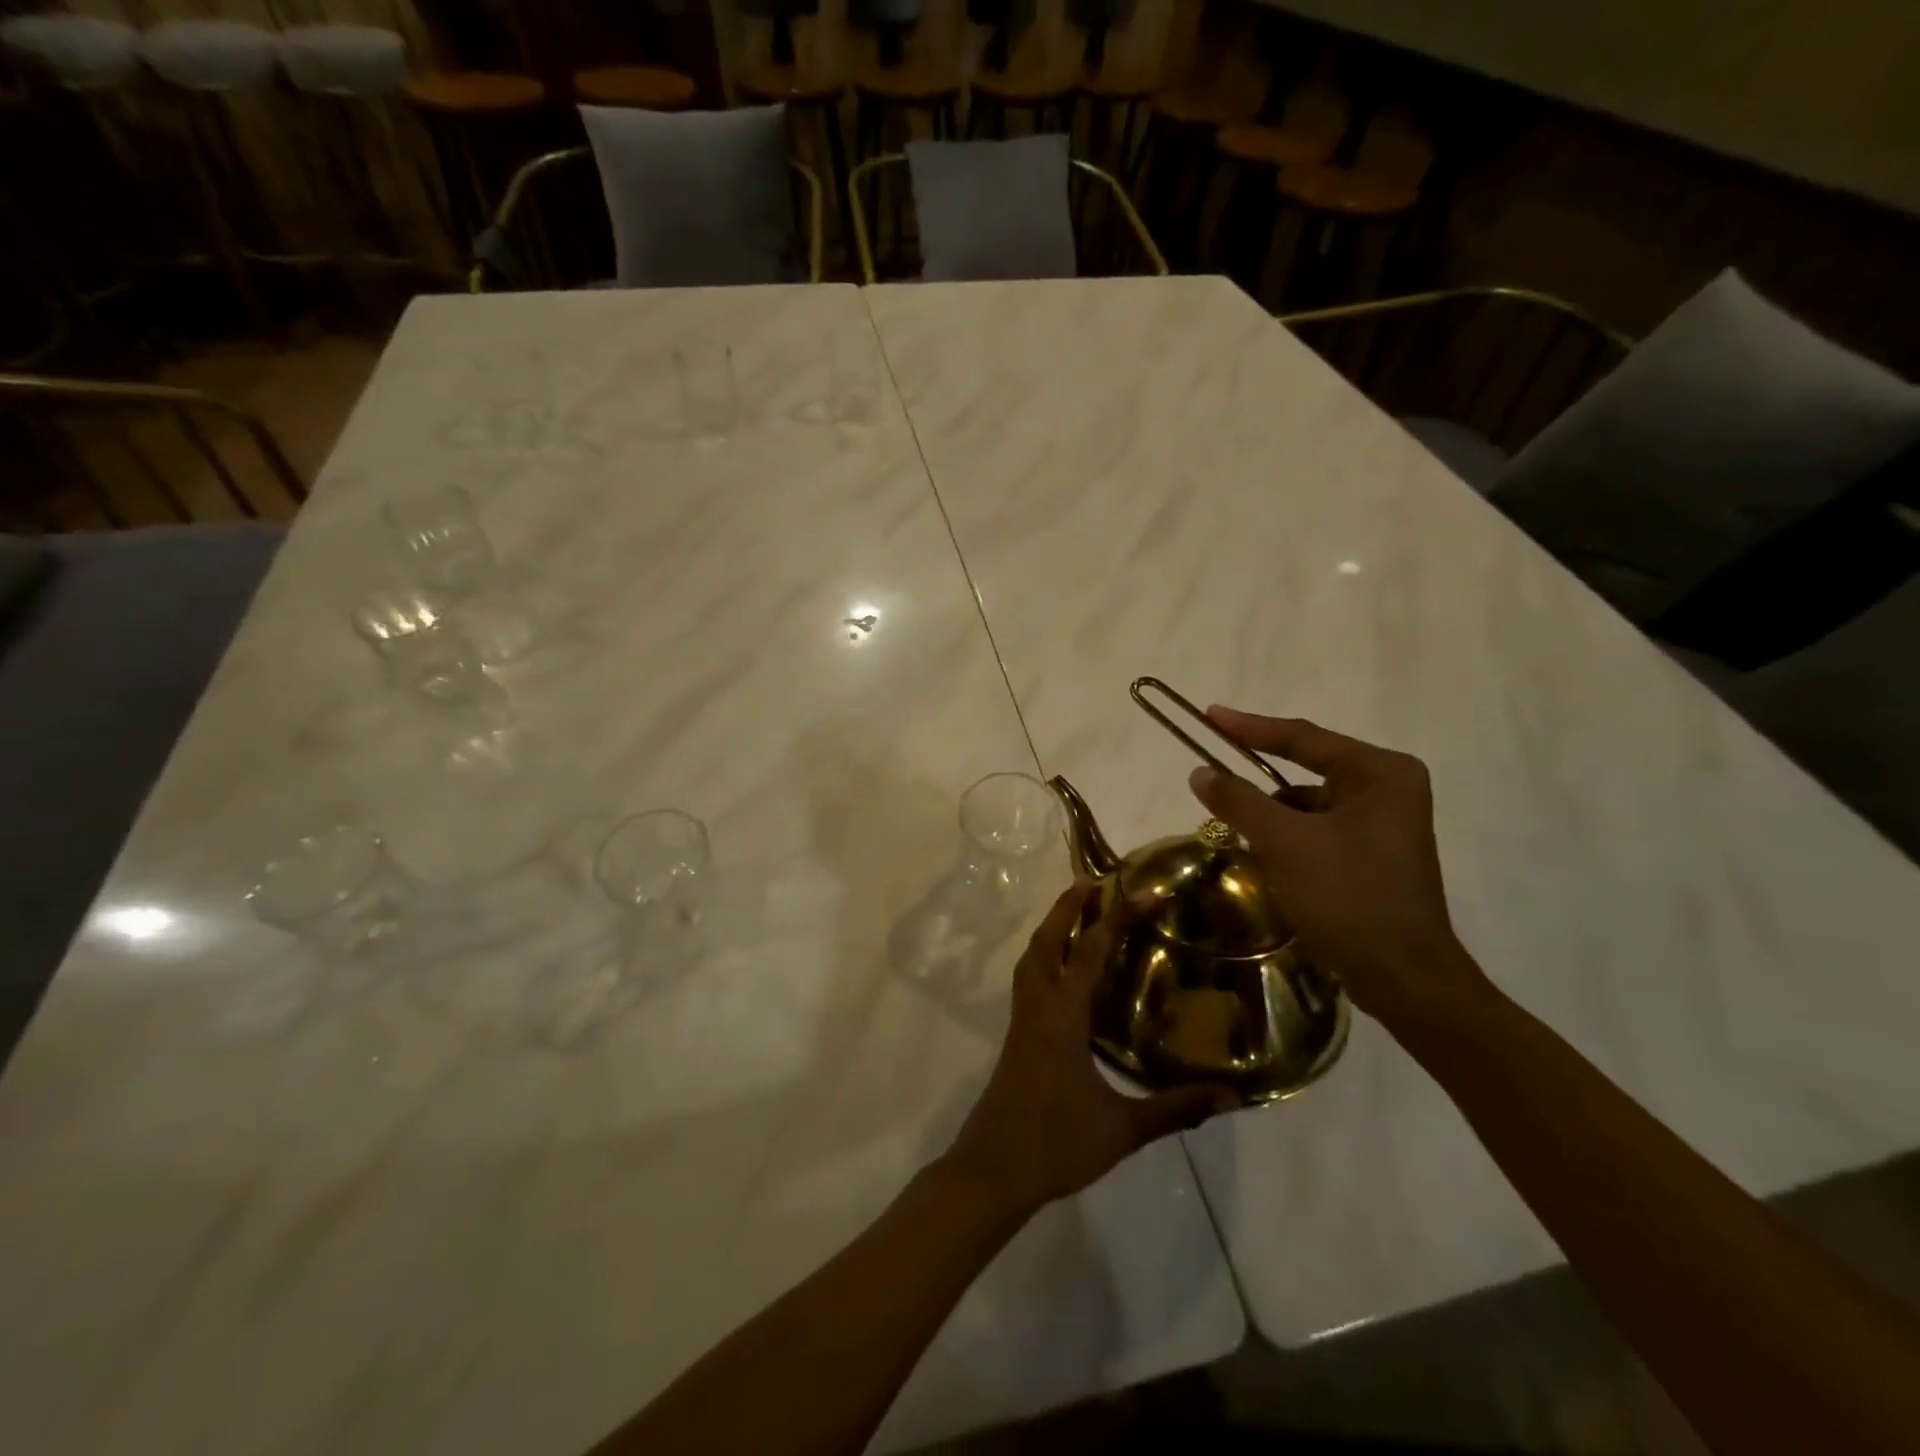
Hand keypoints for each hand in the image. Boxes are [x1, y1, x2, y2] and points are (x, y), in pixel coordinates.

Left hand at [941, 883, 1239, 1216]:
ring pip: (1032, 958)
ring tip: (1075, 912)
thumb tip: (1230, 1096)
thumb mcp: (1121, 1129)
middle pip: (1047, 941)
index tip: (1145, 893)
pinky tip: (1066, 974)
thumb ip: (1174, 1109)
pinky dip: (1046, 958)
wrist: (992, 1170)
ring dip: (1052, 929)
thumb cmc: (1055, 1144)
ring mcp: (1022, 1020)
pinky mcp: (1017, 1036)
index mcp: (1061, 1016)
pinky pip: (1031, 980)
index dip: (1118, 918)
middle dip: (1067, 907)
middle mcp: (1038, 1007)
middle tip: (1092, 881)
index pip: (1090, 952)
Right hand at [1187, 708, 1490, 1028]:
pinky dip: (1289, 841)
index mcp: (1379, 772)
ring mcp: (1384, 824)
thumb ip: (1238, 800)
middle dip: (1260, 787)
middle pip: (1305, 771)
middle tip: (1214, 782)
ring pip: (1308, 806)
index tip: (1208, 716)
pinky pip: (1319, 831)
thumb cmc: (1348, 896)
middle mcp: (1388, 788)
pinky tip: (1270, 865)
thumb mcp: (1284, 842)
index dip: (1249, 727)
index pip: (1302, 738)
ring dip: (1273, 820)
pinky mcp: (1375, 855)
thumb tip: (1200, 772)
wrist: (1403, 977)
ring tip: (1243, 841)